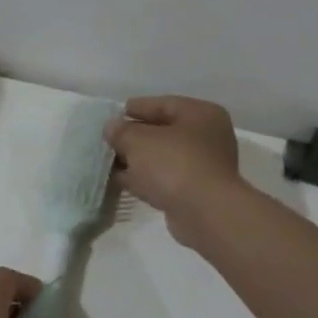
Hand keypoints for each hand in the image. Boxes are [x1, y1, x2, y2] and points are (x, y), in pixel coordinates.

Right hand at [105, 95, 250, 248]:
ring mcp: (204, 166)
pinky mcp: (196, 192)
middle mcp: (208, 137)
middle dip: (135, 136)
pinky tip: (122, 180)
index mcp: (201, 114)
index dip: (138, 107)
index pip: (164, 104)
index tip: (115, 114)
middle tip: (110, 139)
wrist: (204, 213)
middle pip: (164, 131)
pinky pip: (164, 178)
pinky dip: (145, 178)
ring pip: (163, 157)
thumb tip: (112, 127)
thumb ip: (121, 130)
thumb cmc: (174, 163)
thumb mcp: (138, 140)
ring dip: (138, 159)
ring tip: (109, 160)